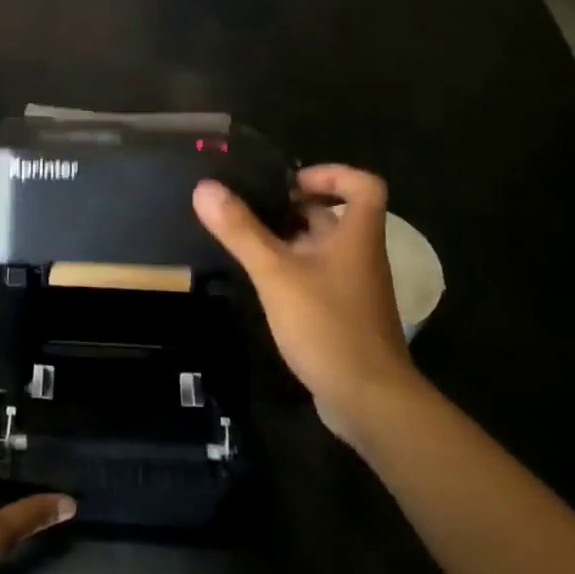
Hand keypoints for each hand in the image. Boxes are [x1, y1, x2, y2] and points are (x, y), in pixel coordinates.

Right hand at [194, 164, 419, 441]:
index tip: (290, 182)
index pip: (363, 185)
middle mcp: (360, 255)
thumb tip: (205, 187)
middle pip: (334, 216)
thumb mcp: (275, 273)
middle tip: (251, 209)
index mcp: (357, 235)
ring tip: (246, 241)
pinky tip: (262, 284)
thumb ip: (240, 231)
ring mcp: (353, 288)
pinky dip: (292, 271)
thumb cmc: (327, 325)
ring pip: (322, 249)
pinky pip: (317, 278)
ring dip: (288, 240)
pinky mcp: (343, 315)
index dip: (331, 174)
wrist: (369, 399)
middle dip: (294, 207)